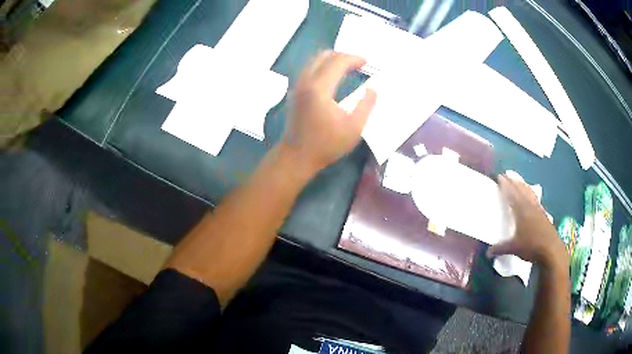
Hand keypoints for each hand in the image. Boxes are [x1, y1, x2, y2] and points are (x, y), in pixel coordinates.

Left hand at [281, 51, 376, 171]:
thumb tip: (372, 89)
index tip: (367, 63)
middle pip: (324, 56)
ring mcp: (297, 86)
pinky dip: (323, 67)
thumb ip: (366, 105)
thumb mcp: (354, 128)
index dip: (354, 58)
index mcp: (319, 88)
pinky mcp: (295, 92)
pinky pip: (309, 70)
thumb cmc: (326, 144)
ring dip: (332, 60)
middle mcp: (306, 82)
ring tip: (348, 69)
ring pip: (314, 61)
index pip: (338, 61)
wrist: (296, 157)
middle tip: (358, 65)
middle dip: (343, 56)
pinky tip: (333, 78)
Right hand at [487, 175, 567, 269]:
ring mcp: (538, 210)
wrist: (551, 250)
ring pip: (530, 193)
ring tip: (519, 180)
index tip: (500, 176)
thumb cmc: (531, 246)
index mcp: (521, 211)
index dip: (506, 185)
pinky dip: (531, 194)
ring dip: (523, 185)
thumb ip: (500, 248)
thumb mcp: (514, 248)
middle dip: (514, 182)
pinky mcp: (543, 215)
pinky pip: (535, 199)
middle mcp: (530, 207)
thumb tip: (487, 252)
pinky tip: (532, 196)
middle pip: (521, 190)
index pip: (512, 195)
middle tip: (508, 174)